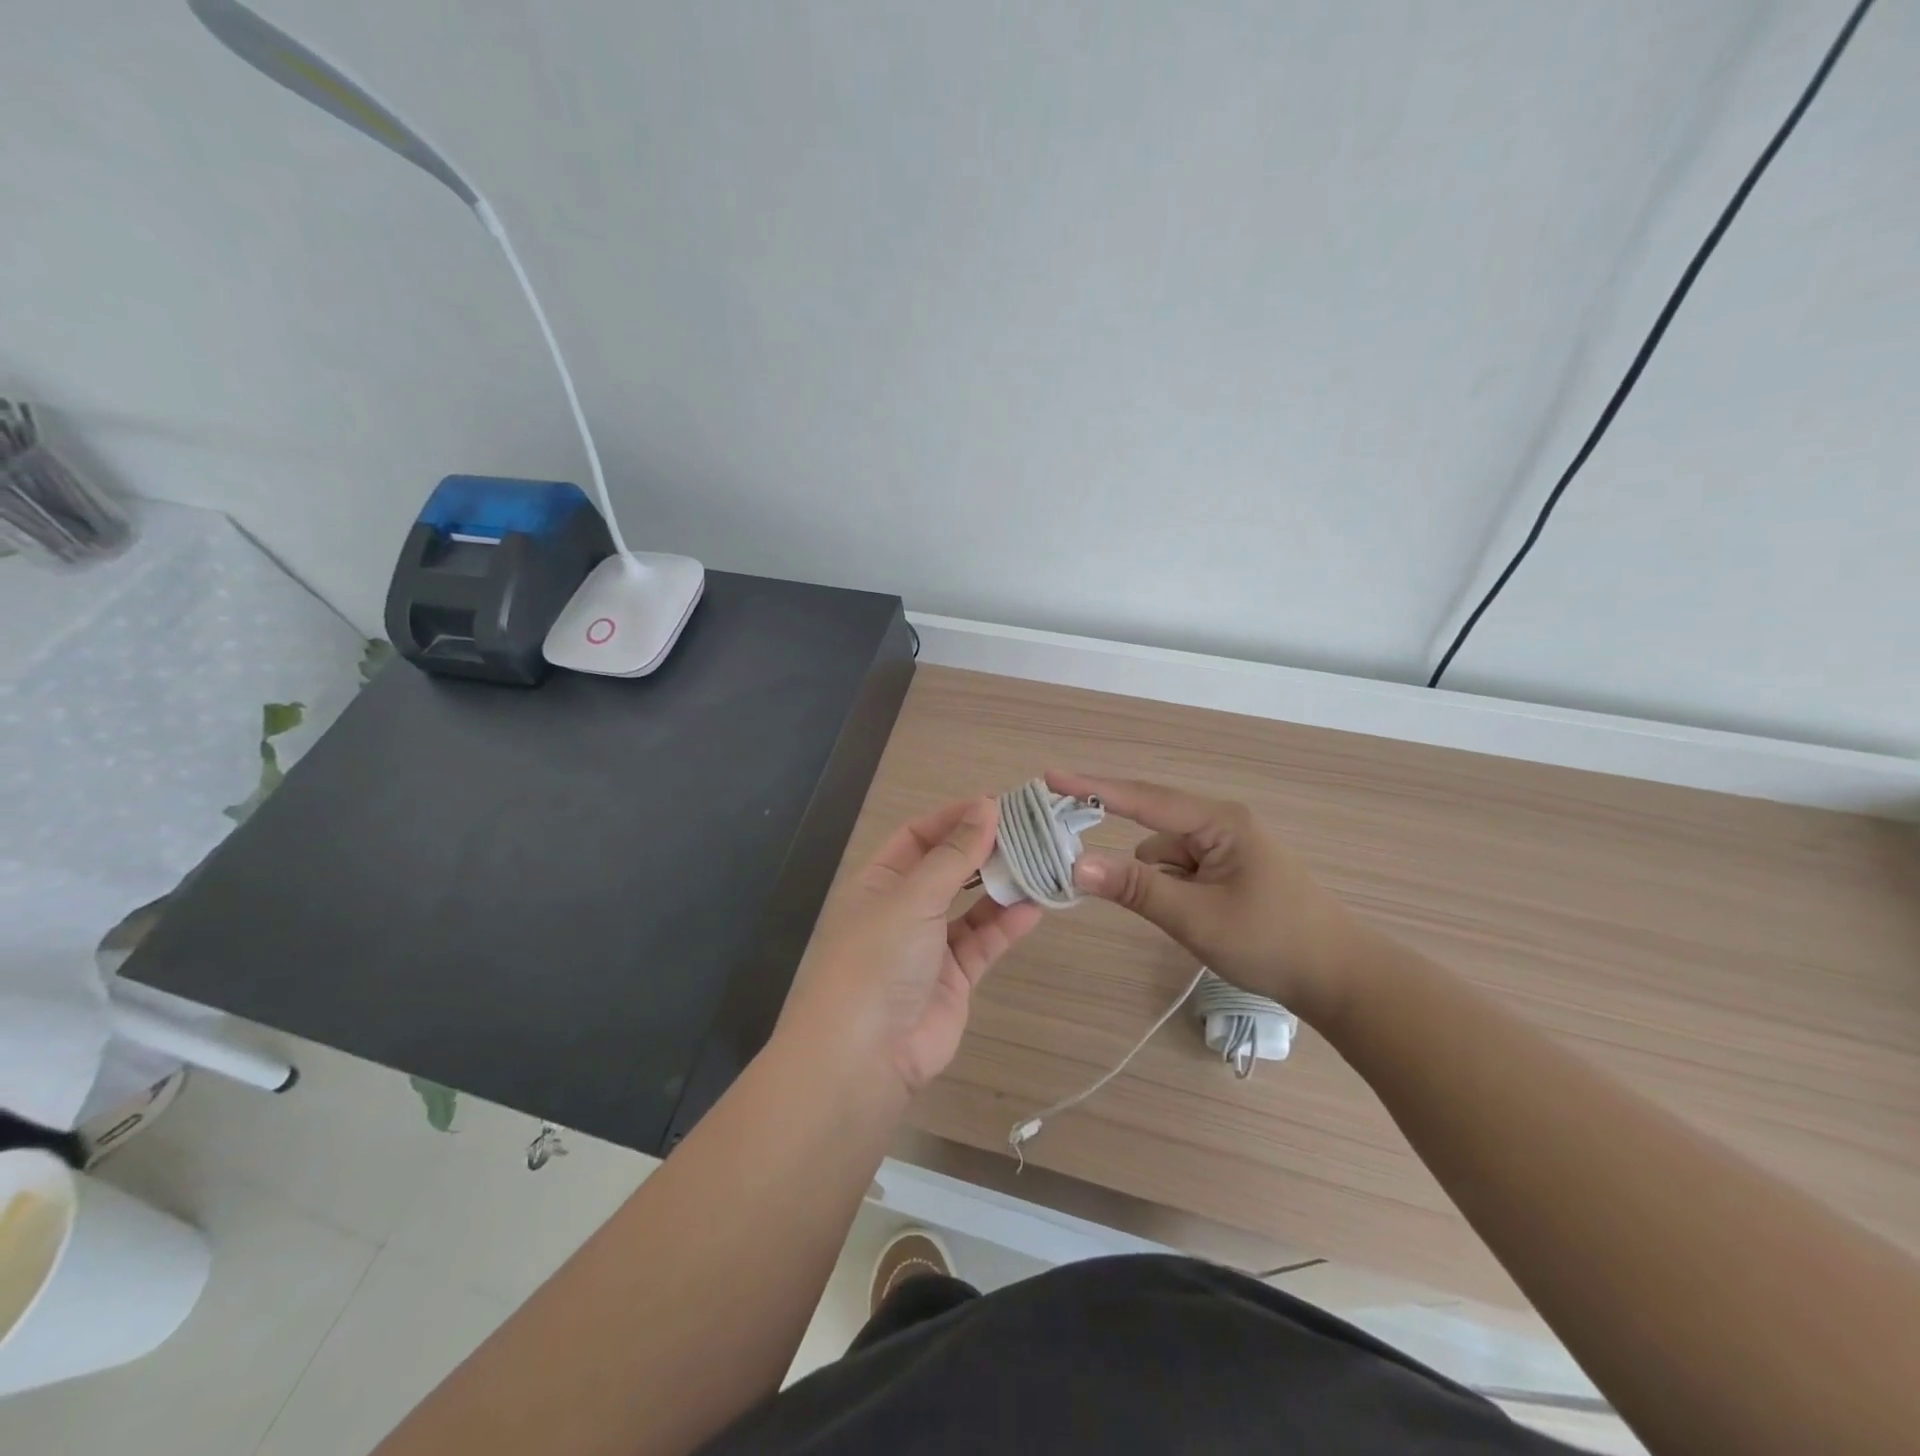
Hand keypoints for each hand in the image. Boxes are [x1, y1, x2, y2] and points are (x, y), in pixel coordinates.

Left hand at [780, 798, 1043, 1097]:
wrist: (865, 1055)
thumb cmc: (877, 958)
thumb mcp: (912, 897)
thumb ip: (954, 855)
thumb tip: (986, 806)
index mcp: (879, 881)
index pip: (918, 836)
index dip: (954, 818)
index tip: (997, 804)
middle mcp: (902, 908)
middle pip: (948, 867)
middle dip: (984, 849)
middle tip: (1029, 830)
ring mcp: (929, 944)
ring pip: (971, 904)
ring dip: (1002, 884)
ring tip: (1040, 862)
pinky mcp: (954, 978)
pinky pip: (984, 941)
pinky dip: (1008, 924)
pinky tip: (1035, 906)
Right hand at [1047, 771, 1366, 1025]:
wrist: (1341, 980)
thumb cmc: (1273, 942)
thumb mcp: (1197, 916)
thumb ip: (1136, 888)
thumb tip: (1076, 864)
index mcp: (1218, 822)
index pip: (1143, 798)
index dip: (1093, 787)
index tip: (1050, 776)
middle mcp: (1220, 825)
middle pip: (1151, 825)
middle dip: (1118, 842)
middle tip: (1071, 853)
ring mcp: (1225, 849)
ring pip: (1164, 855)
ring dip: (1151, 879)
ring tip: (1174, 917)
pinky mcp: (1228, 873)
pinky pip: (1180, 871)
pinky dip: (1169, 889)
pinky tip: (1186, 919)